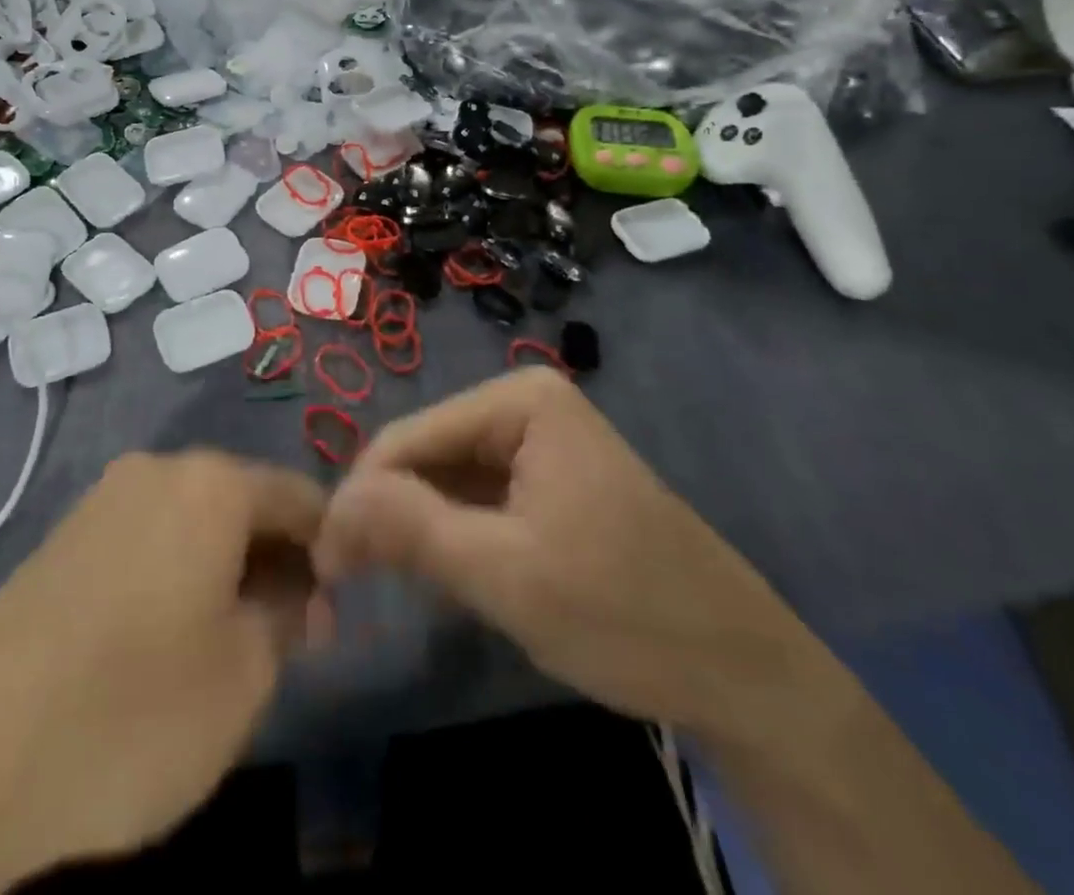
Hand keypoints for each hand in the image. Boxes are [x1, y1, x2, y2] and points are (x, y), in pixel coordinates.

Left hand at [0, 451, 325, 894]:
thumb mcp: (243, 675)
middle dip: (276, 562)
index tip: (335, 611)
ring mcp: (102, 500)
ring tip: (228, 644)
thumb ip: (286, 618)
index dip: (330, 549)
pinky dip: (175, 575)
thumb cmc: (132, 710)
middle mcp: (157, 470)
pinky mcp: (61, 538)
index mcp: (211, 482)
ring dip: (226, 570)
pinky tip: (164, 640)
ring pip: (192, 522)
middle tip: (288, 638)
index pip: (299, 497)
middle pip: (243, 503)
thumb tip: (295, 594)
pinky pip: (144, 540)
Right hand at [313, 368, 847, 752]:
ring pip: (447, 477)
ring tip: (393, 582)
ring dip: (417, 526)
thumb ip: (412, 530)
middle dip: (389, 512)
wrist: (744, 673)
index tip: (329, 564)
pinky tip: (445, 573)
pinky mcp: (549, 480)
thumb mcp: (505, 575)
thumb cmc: (625, 613)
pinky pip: (477, 496)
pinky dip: (452, 534)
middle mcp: (526, 404)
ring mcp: (540, 441)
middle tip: (352, 582)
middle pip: (427, 453)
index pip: (408, 436)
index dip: (360, 496)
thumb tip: (332, 505)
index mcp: (520, 400)